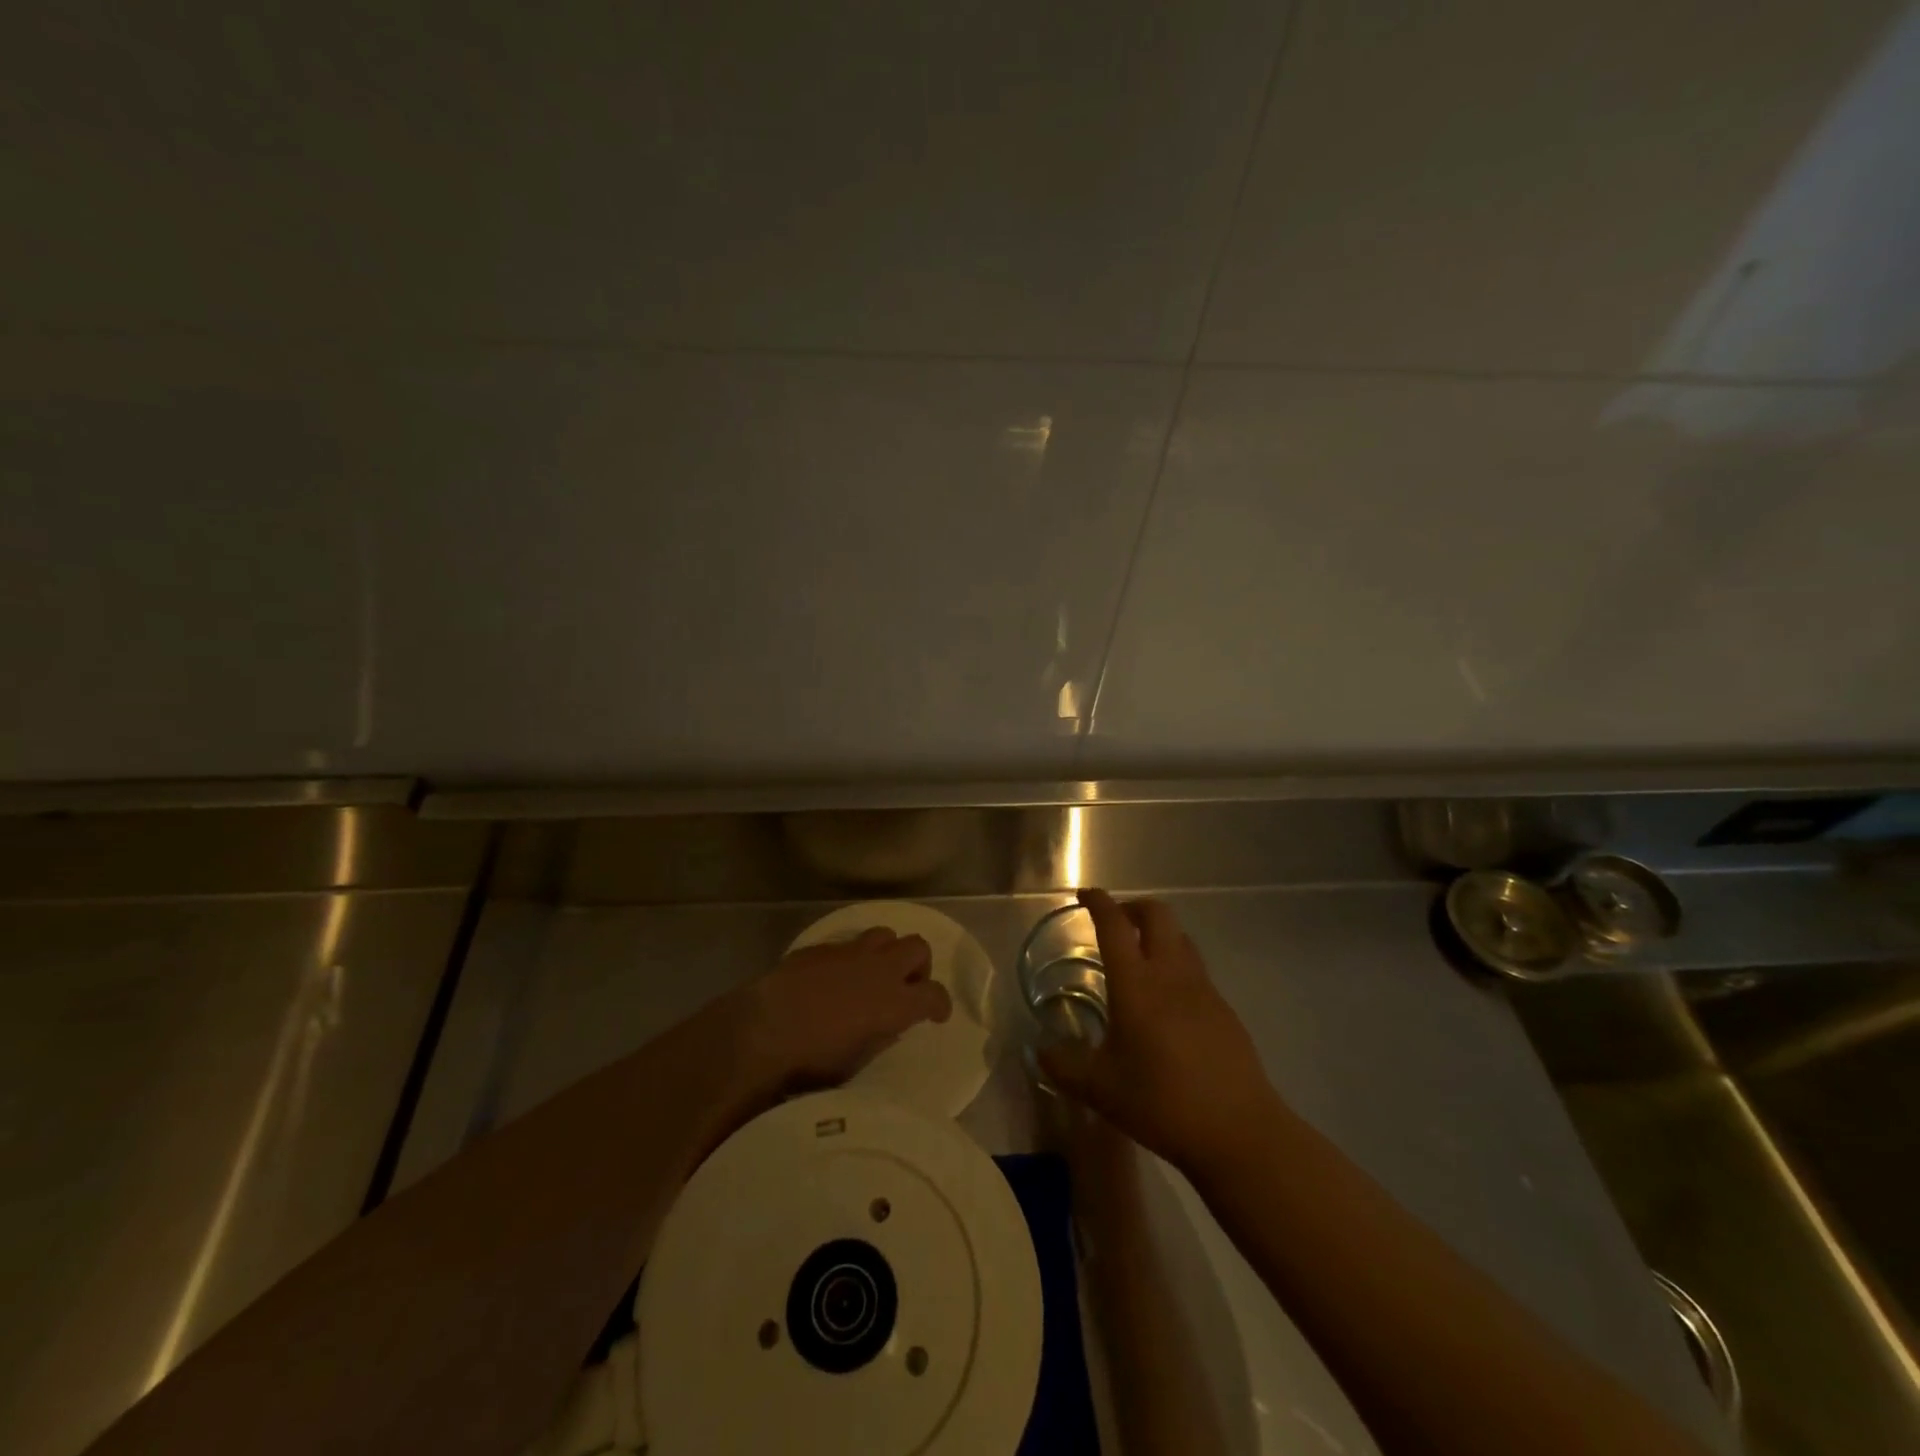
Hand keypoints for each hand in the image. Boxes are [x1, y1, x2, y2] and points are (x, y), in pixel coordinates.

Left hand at [745, 927, 952, 1091]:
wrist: (762, 1030)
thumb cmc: (811, 1061)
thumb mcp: (855, 1063)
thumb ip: (880, 1039)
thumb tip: (890, 1027)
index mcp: (894, 1002)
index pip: (934, 994)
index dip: (941, 1004)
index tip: (936, 1015)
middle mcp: (879, 969)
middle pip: (918, 947)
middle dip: (919, 966)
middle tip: (907, 987)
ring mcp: (850, 952)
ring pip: (886, 934)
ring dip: (887, 952)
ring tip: (874, 974)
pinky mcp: (822, 947)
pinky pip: (849, 943)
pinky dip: (853, 957)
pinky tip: (836, 977)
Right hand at [1040, 889, 1279, 1174]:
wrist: (1239, 1131)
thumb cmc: (1162, 1102)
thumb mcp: (1100, 1089)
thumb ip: (1064, 1065)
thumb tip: (1041, 1050)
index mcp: (1136, 984)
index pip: (1114, 925)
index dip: (1098, 902)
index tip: (1084, 894)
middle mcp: (1171, 974)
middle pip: (1157, 915)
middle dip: (1132, 907)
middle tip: (1114, 923)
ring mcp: (1204, 989)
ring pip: (1181, 938)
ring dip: (1158, 933)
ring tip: (1139, 958)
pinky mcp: (1224, 1009)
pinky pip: (1196, 969)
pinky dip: (1176, 965)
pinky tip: (1167, 1003)